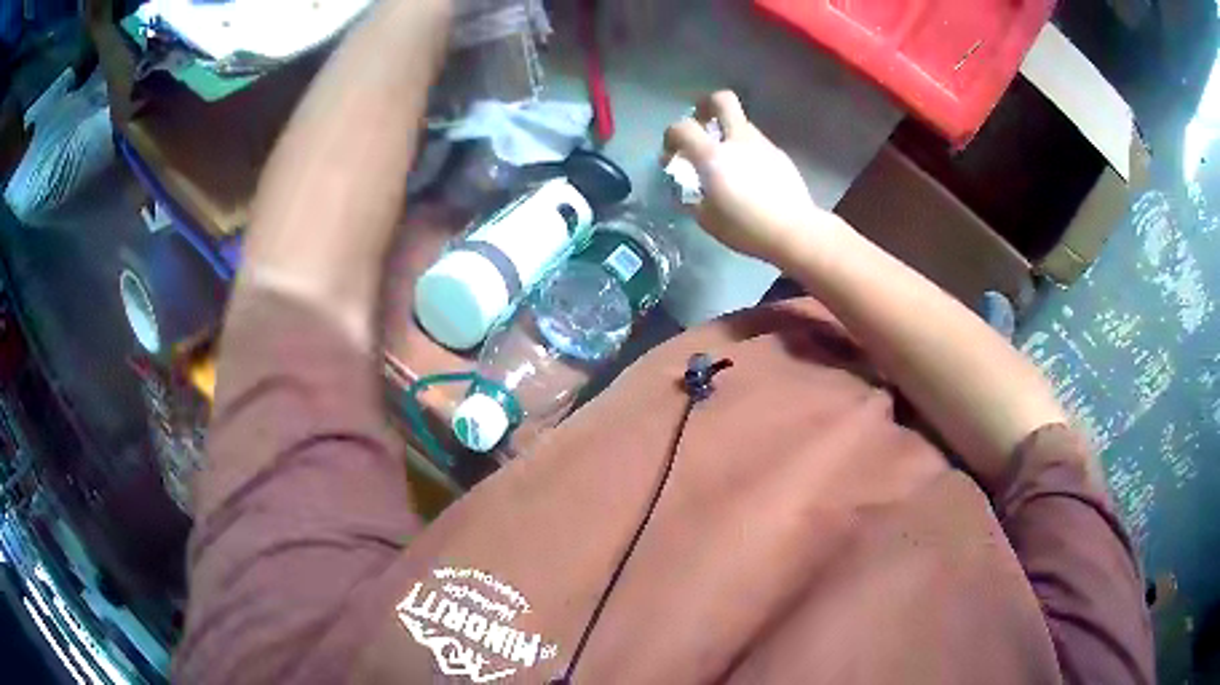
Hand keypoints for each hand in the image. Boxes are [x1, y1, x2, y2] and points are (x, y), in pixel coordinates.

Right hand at [663, 91, 831, 265]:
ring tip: (727, 160)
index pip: (682, 128)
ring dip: (728, 133)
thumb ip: (692, 198)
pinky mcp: (780, 155)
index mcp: (713, 156)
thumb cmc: (747, 228)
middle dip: (706, 106)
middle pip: (721, 100)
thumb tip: (686, 188)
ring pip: (741, 123)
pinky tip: (751, 177)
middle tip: (701, 124)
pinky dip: (747, 152)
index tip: (671, 154)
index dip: (670, 136)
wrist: (795, 231)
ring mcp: (762, 145)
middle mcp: (738, 140)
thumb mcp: (707, 220)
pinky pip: (757, 144)